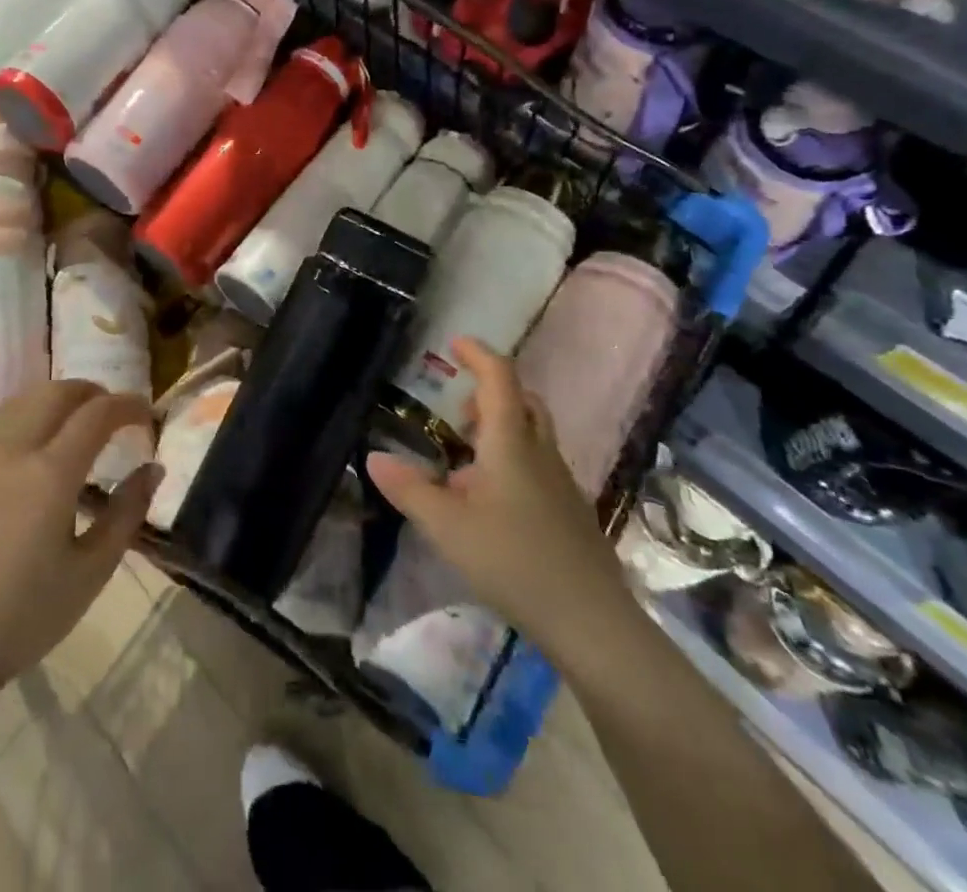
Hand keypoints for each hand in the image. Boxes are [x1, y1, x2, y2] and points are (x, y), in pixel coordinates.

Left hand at [0, 381, 160, 687]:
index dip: (128, 405)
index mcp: (50, 474)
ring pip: (24, 399)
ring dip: (57, 399)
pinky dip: (27, 417)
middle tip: (113, 412)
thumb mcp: (90, 572)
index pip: (97, 414)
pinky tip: (33, 448)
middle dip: (92, 392)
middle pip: (58, 391)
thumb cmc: (24, 615)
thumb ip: (126, 513)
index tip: (146, 414)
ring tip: (75, 422)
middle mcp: (12, 449)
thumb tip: (153, 469)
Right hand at [366, 337, 633, 664]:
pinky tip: (492, 502)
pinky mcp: (571, 513)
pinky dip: (514, 461)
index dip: (478, 354)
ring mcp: (561, 484)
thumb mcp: (447, 526)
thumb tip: (374, 457)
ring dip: (502, 428)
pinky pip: (540, 466)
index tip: (454, 344)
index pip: (500, 379)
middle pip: (524, 403)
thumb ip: (409, 490)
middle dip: (492, 393)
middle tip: (459, 410)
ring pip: (534, 435)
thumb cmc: (514, 560)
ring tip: (467, 458)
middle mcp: (541, 453)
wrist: (592, 623)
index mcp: (511, 444)